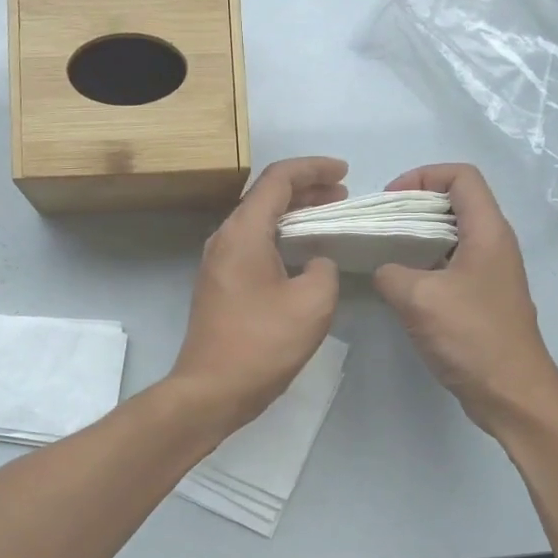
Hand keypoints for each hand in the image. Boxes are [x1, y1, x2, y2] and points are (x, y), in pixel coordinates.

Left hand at [170, 157, 345, 430]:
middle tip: (342, 194)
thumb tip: (316, 262)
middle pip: (266, 196)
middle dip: (306, 188)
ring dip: (293, 213)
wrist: (211, 389)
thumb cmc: (262, 344)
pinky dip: (281, 237)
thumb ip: (325, 269)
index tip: (345, 172)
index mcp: (243, 232)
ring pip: (259, 221)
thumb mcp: (312, 303)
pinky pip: (253, 244)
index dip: (314, 169)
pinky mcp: (219, 283)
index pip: (278, 179)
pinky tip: (304, 252)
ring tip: (328, 216)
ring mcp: (218, 262)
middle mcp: (225, 238)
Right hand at [373, 164, 557, 433]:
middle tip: (378, 227)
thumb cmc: (471, 337)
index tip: (390, 200)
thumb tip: (384, 269)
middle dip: (413, 206)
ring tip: (383, 253)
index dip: (423, 176)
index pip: (461, 176)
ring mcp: (490, 272)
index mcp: (488, 232)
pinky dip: (424, 264)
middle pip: (455, 202)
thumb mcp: (418, 298)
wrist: (512, 393)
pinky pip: (450, 264)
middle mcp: (494, 244)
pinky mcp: (482, 298)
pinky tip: (399, 286)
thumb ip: (391, 272)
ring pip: (451, 235)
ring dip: (416, 237)